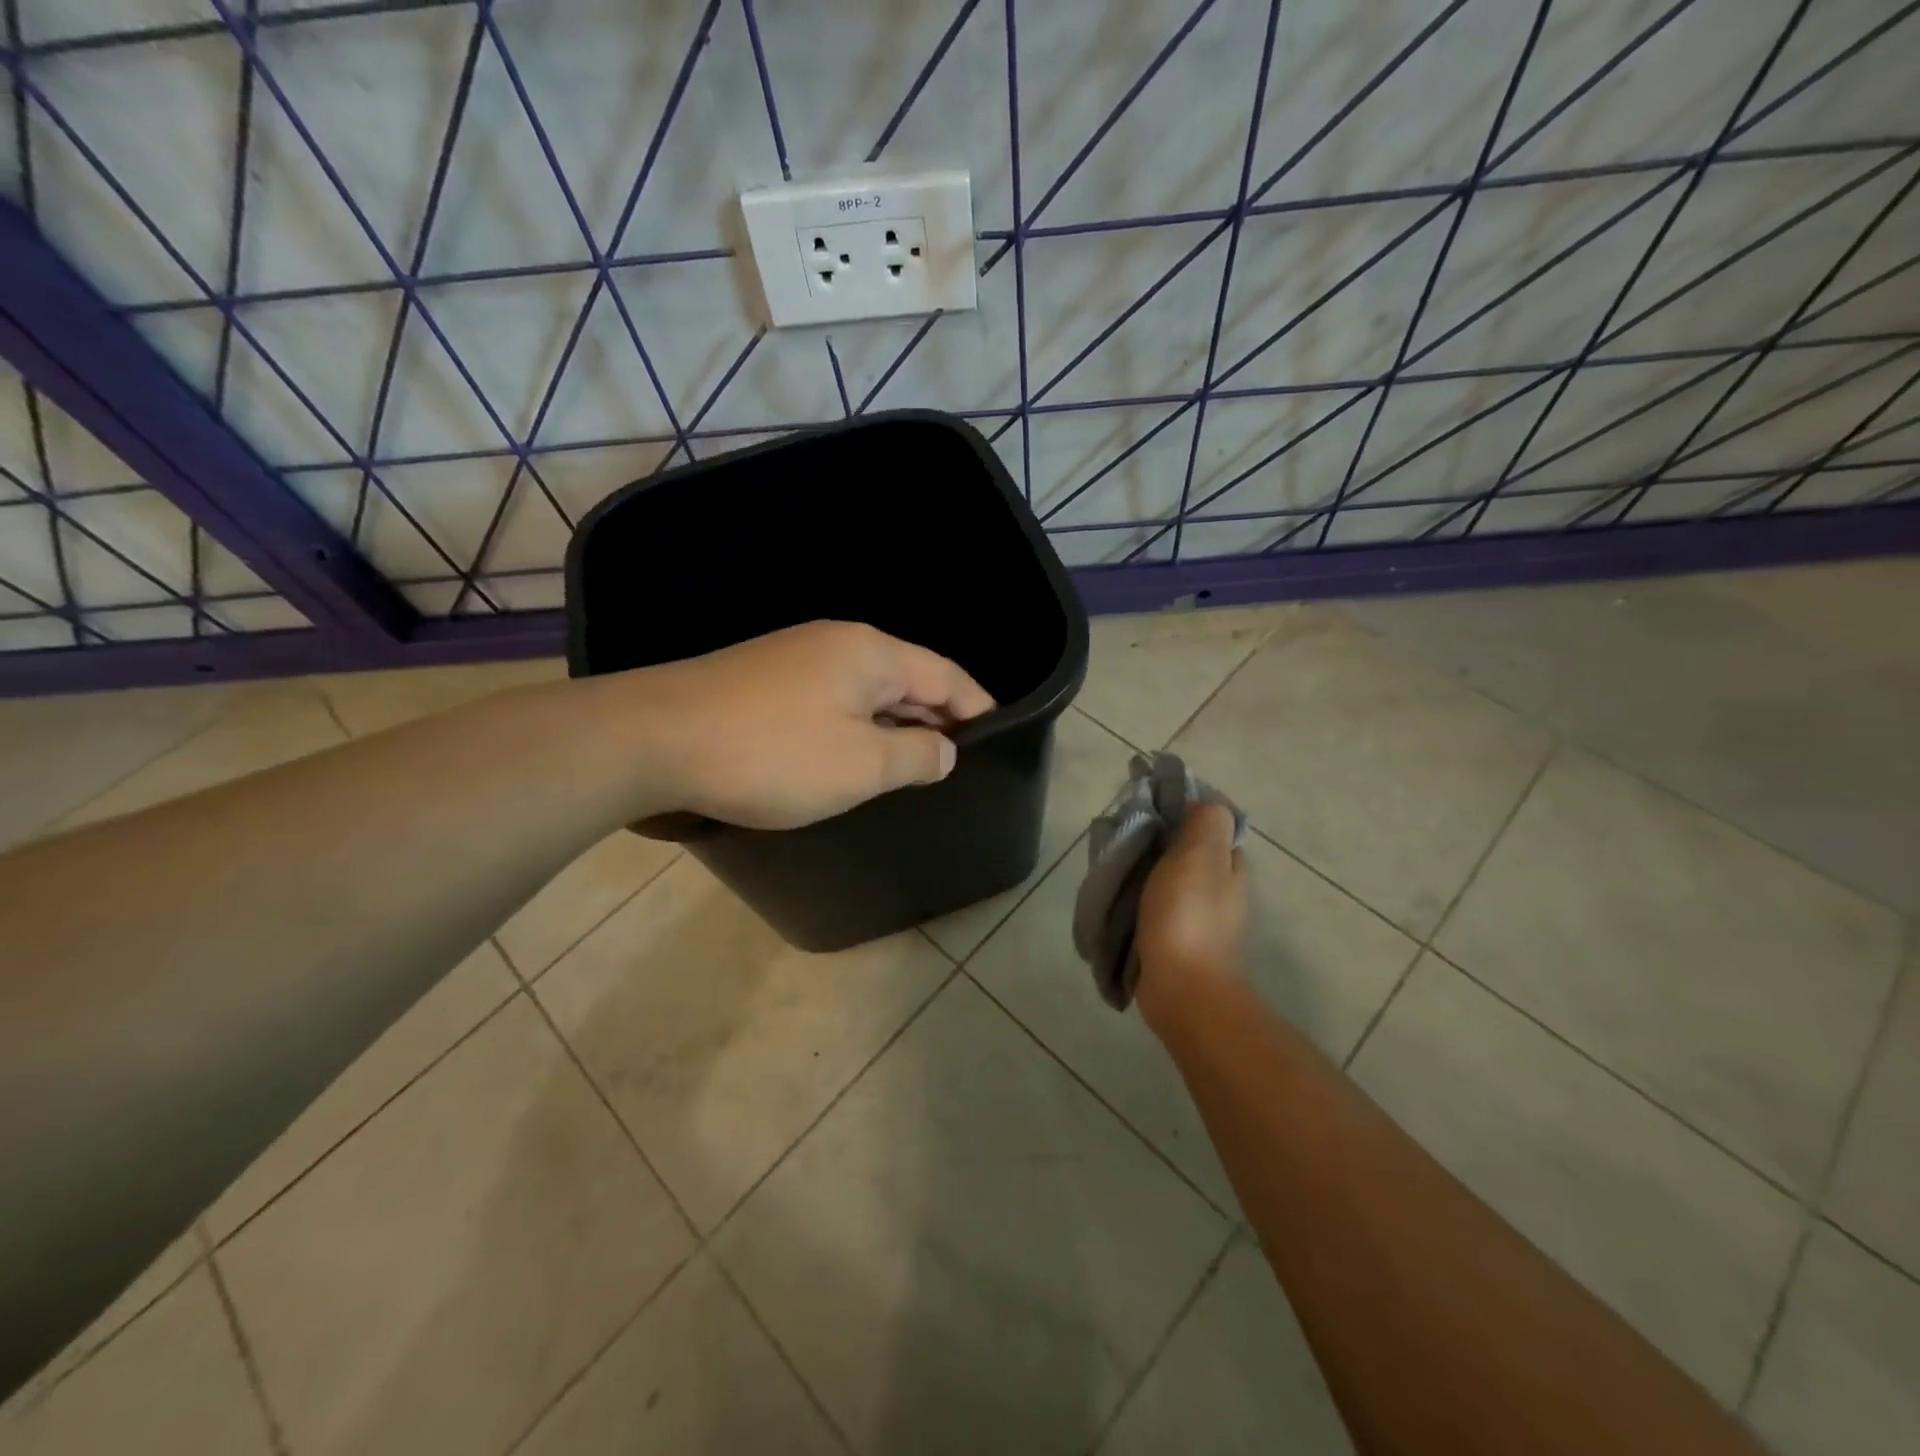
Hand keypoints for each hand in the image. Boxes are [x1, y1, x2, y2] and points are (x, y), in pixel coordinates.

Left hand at [631, 621, 994, 829]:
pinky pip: (832, 700)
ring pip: (867, 691)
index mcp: (871, 653)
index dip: (977, 707)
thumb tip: (945, 750)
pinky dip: (855, 727)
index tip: (997, 738)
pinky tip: (852, 755)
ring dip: (894, 725)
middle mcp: (837, 642)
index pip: (946, 675)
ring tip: (913, 764)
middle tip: (958, 761)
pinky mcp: (763, 680)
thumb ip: (916, 757)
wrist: (652, 739)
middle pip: (907, 678)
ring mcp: (795, 657)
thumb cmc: (772, 753)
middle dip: (937, 717)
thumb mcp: (860, 765)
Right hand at [1134, 803, 1246, 1033]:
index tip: (1148, 803)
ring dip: (1144, 869)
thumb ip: (1206, 823)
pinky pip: (1155, 905)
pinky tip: (1116, 896)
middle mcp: (1218, 888)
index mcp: (1228, 864)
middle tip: (1123, 833)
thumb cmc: (1188, 917)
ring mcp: (1198, 917)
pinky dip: (1138, 897)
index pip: (1209, 823)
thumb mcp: (1200, 856)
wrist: (1182, 990)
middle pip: (1186, 850)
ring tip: (1113, 862)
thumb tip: (1203, 803)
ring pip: (1168, 877)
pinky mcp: (1176, 940)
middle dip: (1157, 839)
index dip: (1182, 808)